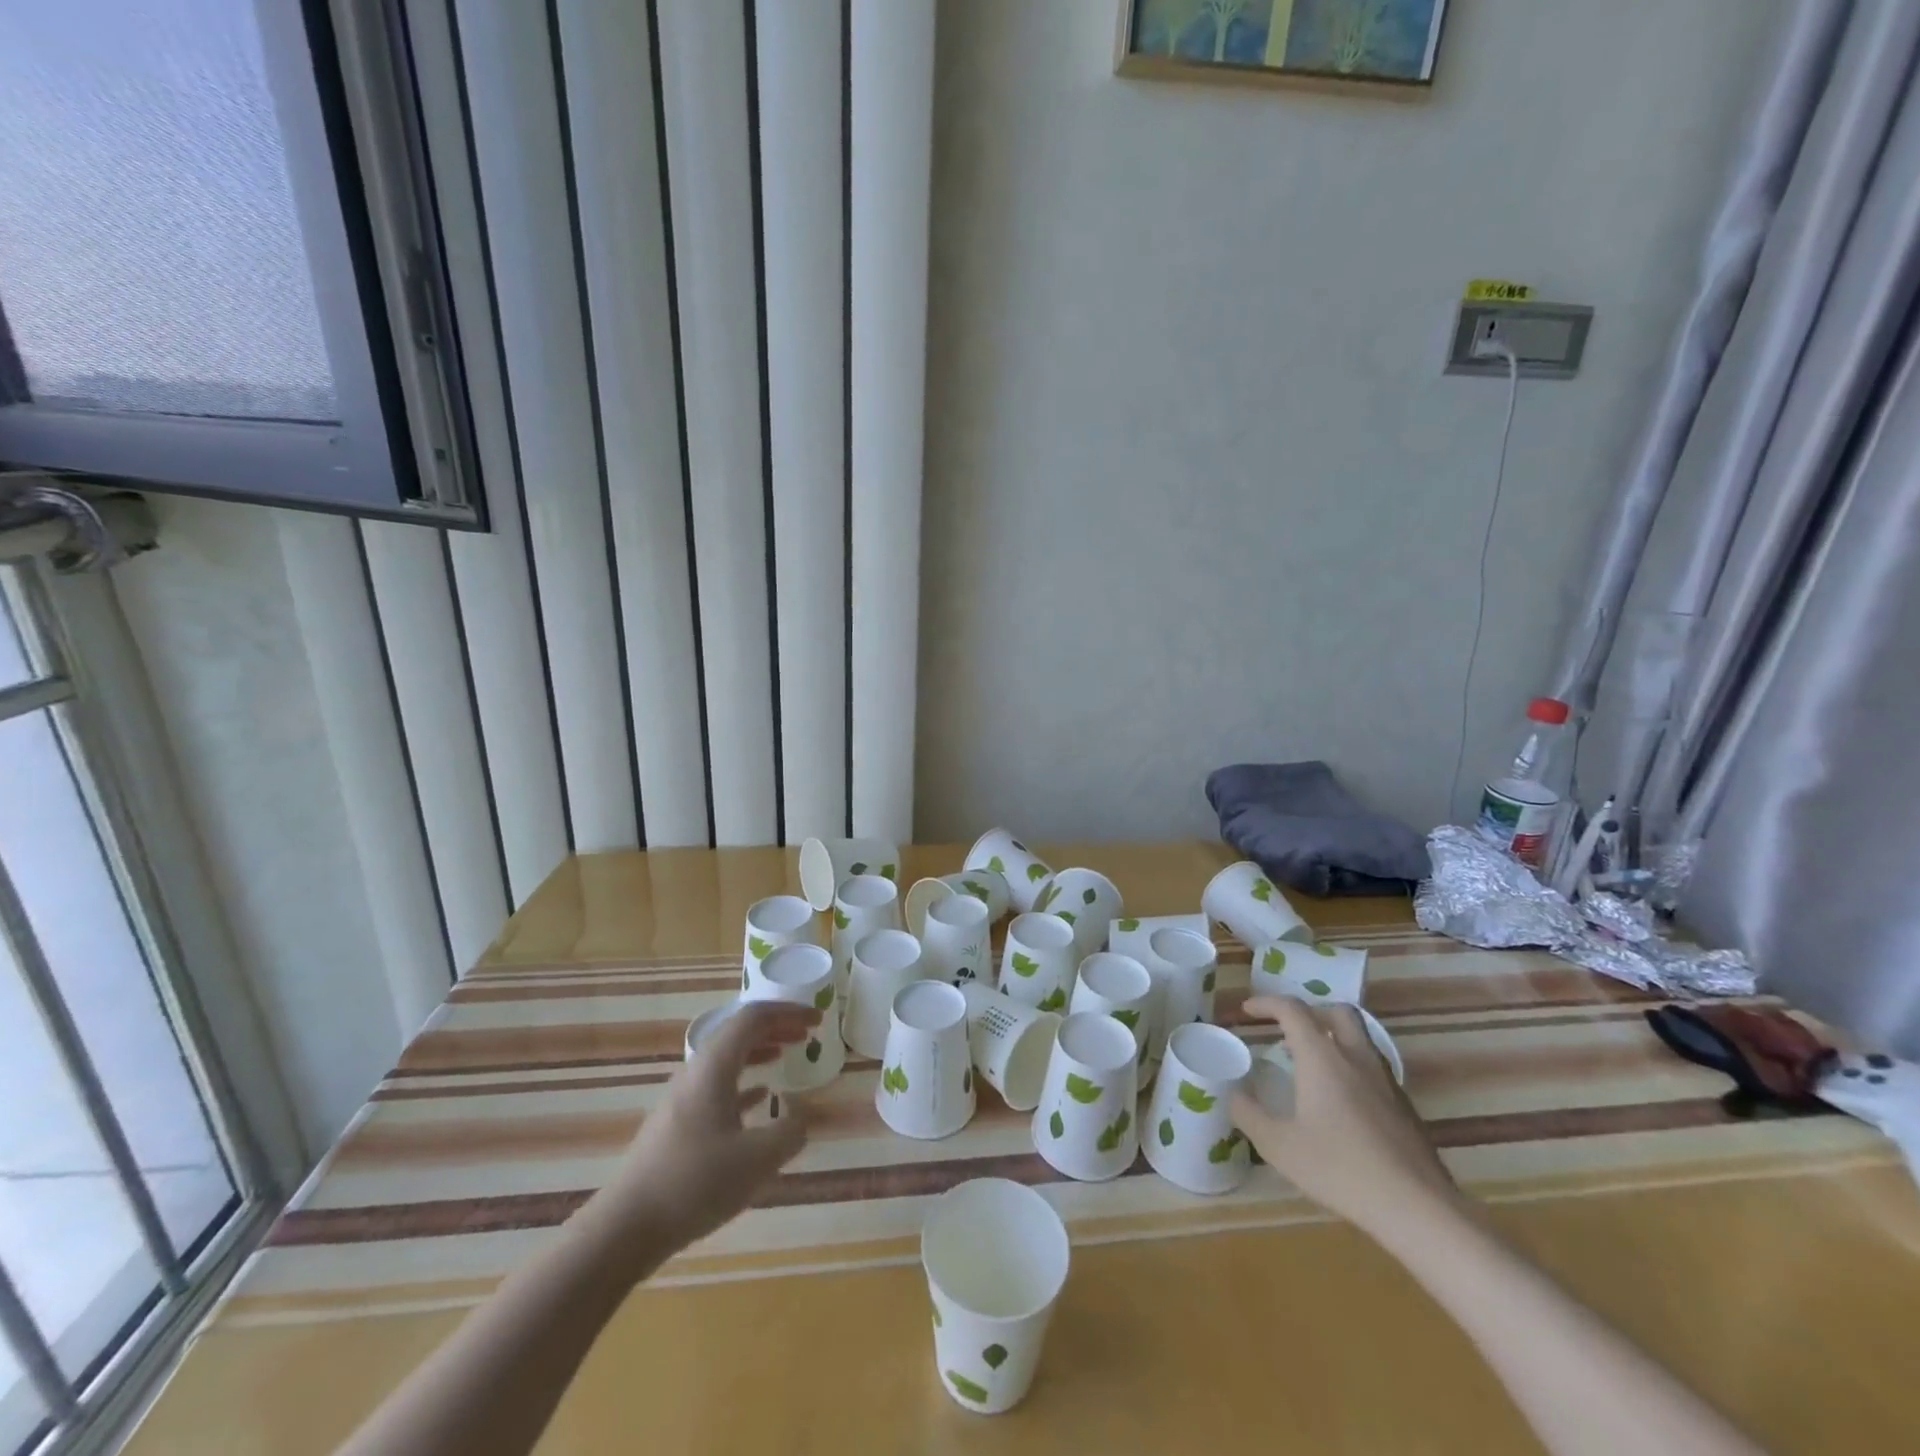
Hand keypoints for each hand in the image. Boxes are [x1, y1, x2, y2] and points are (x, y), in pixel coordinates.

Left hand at [581, 1000, 814, 1274]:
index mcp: (714, 1067)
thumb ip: (789, 1132)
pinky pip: (716, 1087)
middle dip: (775, 1028)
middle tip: (807, 1034)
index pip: (754, 1018)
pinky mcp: (676, 1125)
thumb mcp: (757, 1159)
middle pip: (738, 1033)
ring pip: (727, 1060)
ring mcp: (682, 1099)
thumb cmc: (695, 1183)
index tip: (817, 1019)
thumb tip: (799, 1117)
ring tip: (786, 1056)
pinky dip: (743, 1082)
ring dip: (759, 1052)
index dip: (788, 1013)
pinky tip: (759, 1099)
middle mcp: (696, 1073)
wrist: (625, 1229)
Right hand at [1231, 996, 1459, 1238]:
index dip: (1267, 1003)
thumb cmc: (1340, 1169)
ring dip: (1334, 1039)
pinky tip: (1342, 1103)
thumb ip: (1249, 1114)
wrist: (1417, 1208)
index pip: (1293, 1010)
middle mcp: (1356, 1058)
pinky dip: (1352, 1068)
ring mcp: (1386, 1081)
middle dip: (1311, 1012)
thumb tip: (1232, 1094)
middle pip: (1337, 1012)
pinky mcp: (1405, 1107)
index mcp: (1322, 1058)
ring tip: (1312, 1066)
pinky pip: (1374, 1069)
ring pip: (1360, 1039)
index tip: (1248, 1012)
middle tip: (1289, 1031)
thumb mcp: (1278, 1146)